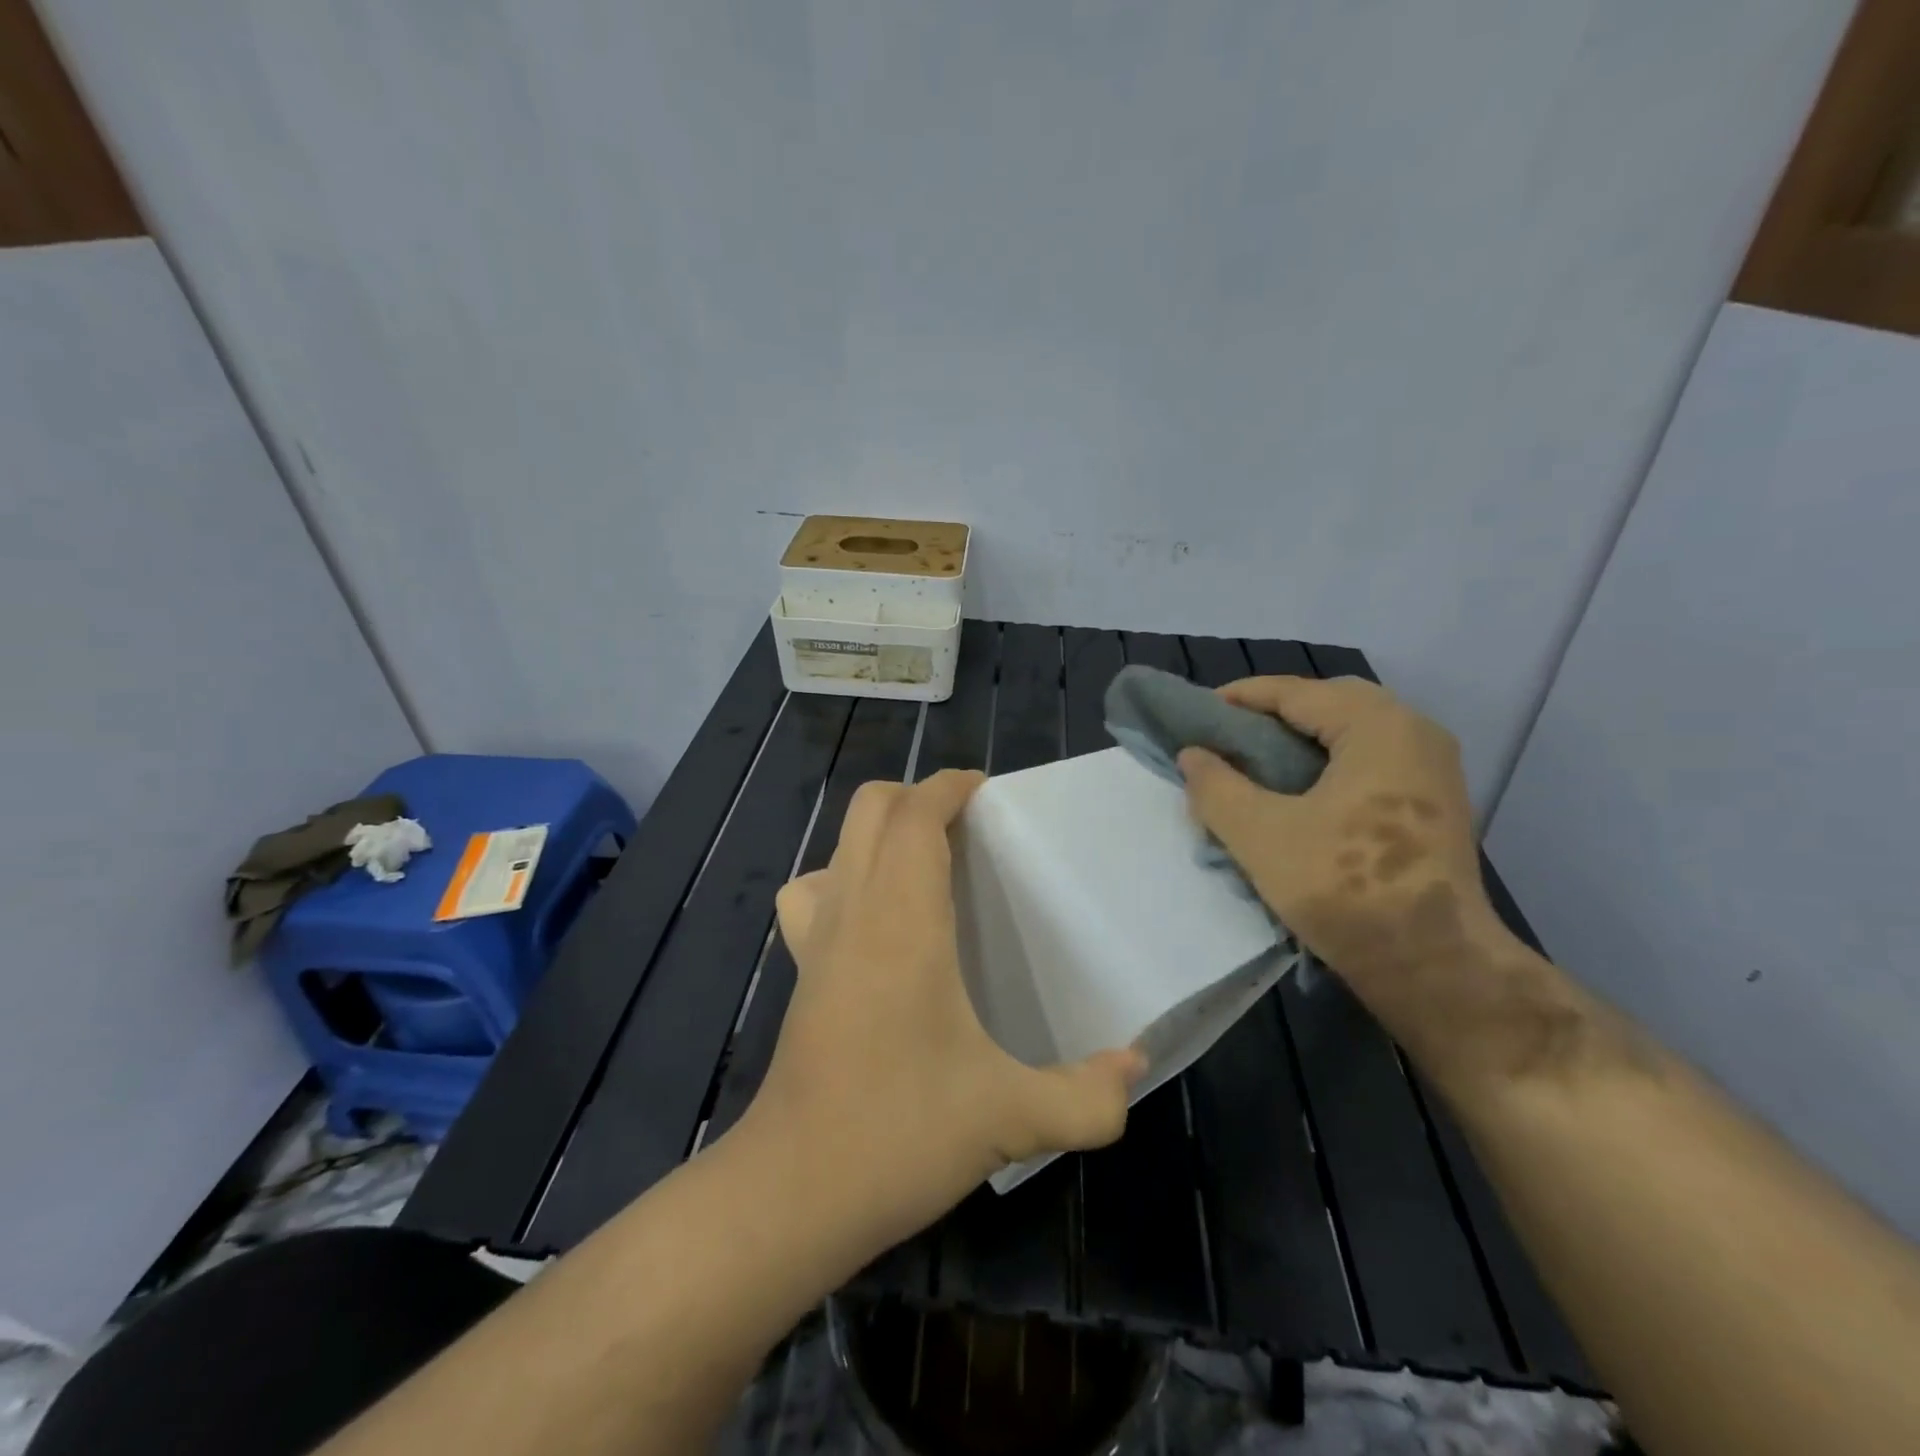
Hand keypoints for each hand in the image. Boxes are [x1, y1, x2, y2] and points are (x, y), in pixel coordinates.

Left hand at [743, 770, 1143, 1247]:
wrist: (796, 1188)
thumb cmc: (902, 1131)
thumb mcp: (1013, 1118)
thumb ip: (1087, 1096)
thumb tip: (1135, 1067)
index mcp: (903, 918)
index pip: (915, 813)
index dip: (949, 786)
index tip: (988, 792)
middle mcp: (854, 909)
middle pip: (869, 808)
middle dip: (917, 796)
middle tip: (968, 827)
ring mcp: (817, 938)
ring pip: (838, 844)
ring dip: (879, 832)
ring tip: (927, 864)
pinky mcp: (800, 968)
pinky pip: (813, 893)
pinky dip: (843, 877)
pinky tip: (876, 921)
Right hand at [1179, 676, 1515, 1058]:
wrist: (1434, 965)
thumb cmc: (1343, 888)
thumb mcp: (1259, 834)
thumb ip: (1216, 786)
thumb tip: (1193, 755)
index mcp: (1378, 727)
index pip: (1296, 692)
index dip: (1240, 698)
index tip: (1197, 713)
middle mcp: (1415, 733)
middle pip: (1331, 703)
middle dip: (1276, 713)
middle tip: (1231, 735)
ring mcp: (1434, 769)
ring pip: (1356, 732)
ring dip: (1305, 738)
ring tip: (1259, 762)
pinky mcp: (1436, 803)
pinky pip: (1374, 759)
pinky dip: (1332, 761)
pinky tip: (1301, 792)